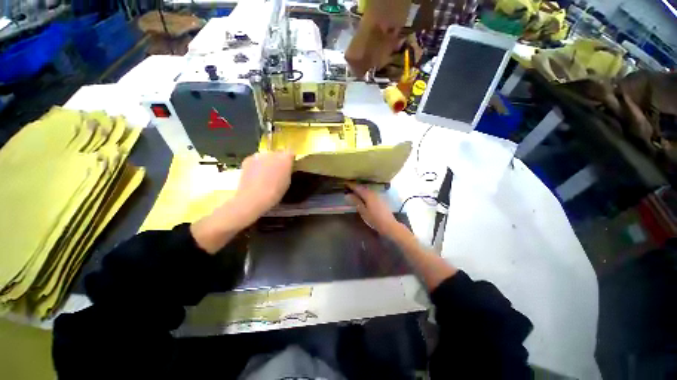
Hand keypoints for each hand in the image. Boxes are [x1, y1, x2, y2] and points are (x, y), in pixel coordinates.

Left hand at [191, 151, 293, 253]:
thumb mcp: (287, 182)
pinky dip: (257, 165)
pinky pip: (256, 160)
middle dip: (278, 160)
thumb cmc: (274, 193)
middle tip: (277, 172)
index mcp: (285, 159)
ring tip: (264, 175)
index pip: (290, 153)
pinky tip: (255, 176)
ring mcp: (259, 155)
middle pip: (277, 154)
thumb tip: (285, 167)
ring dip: (267, 162)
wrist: (252, 198)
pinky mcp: (248, 159)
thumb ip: (287, 171)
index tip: (289, 167)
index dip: (290, 160)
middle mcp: (272, 153)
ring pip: (266, 156)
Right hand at [345, 183, 400, 236]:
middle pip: (363, 188)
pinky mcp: (381, 199)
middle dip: (356, 187)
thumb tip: (347, 195)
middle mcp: (373, 193)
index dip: (351, 185)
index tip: (345, 184)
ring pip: (368, 190)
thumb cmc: (374, 219)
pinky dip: (366, 194)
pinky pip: (371, 193)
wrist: (389, 225)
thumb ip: (356, 202)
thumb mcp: (363, 211)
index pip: (358, 188)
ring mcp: (378, 196)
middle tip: (349, 188)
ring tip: (355, 192)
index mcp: (368, 195)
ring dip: (361, 190)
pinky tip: (364, 197)